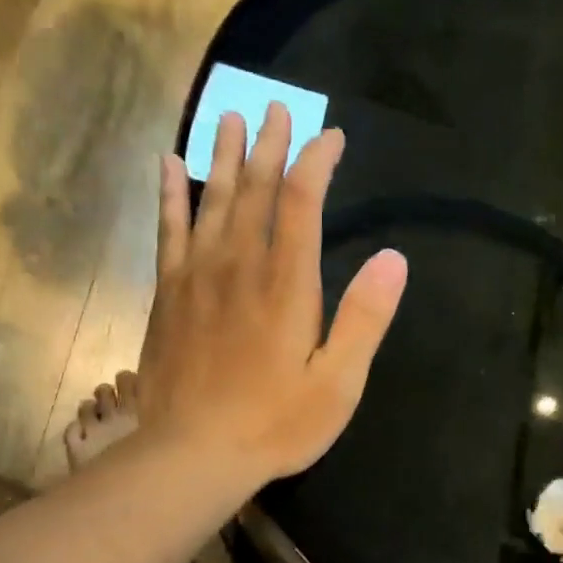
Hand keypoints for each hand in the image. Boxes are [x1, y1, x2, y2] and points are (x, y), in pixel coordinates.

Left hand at [135, 104, 407, 484]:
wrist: (194, 454)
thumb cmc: (275, 423)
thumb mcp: (338, 383)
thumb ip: (365, 319)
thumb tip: (394, 258)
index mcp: (287, 285)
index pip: (302, 202)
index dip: (317, 163)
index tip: (331, 139)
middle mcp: (240, 266)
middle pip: (255, 190)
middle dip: (270, 146)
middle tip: (276, 109)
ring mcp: (197, 277)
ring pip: (212, 200)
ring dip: (224, 156)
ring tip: (229, 118)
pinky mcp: (168, 294)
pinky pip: (169, 230)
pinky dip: (171, 195)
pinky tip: (169, 166)